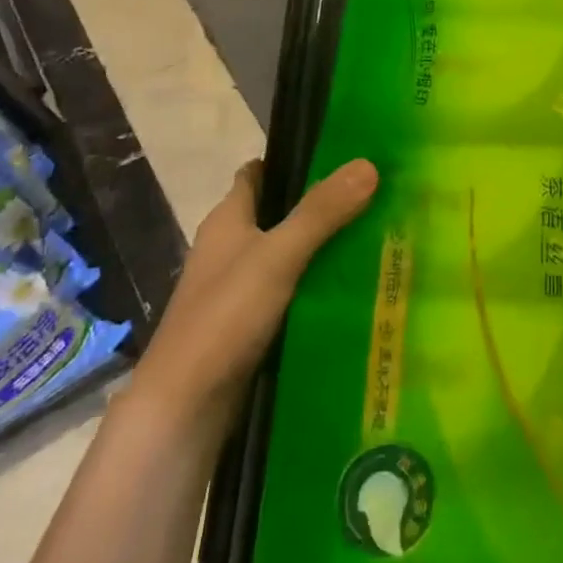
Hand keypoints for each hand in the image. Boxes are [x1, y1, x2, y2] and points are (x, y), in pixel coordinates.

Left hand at [132, 158, 377, 416]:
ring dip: (325, 246)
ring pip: (289, 254)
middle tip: (376, 196)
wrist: (184, 409)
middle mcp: (231, 248)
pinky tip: (355, 287)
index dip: (294, 159)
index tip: (342, 153)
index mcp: (227, 221)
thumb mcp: (277, 256)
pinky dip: (318, 285)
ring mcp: (239, 289)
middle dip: (323, 204)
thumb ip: (321, 212)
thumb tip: (368, 163)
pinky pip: (292, 291)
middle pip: (280, 213)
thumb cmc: (224, 318)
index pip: (259, 173)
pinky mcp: (251, 325)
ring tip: (378, 236)